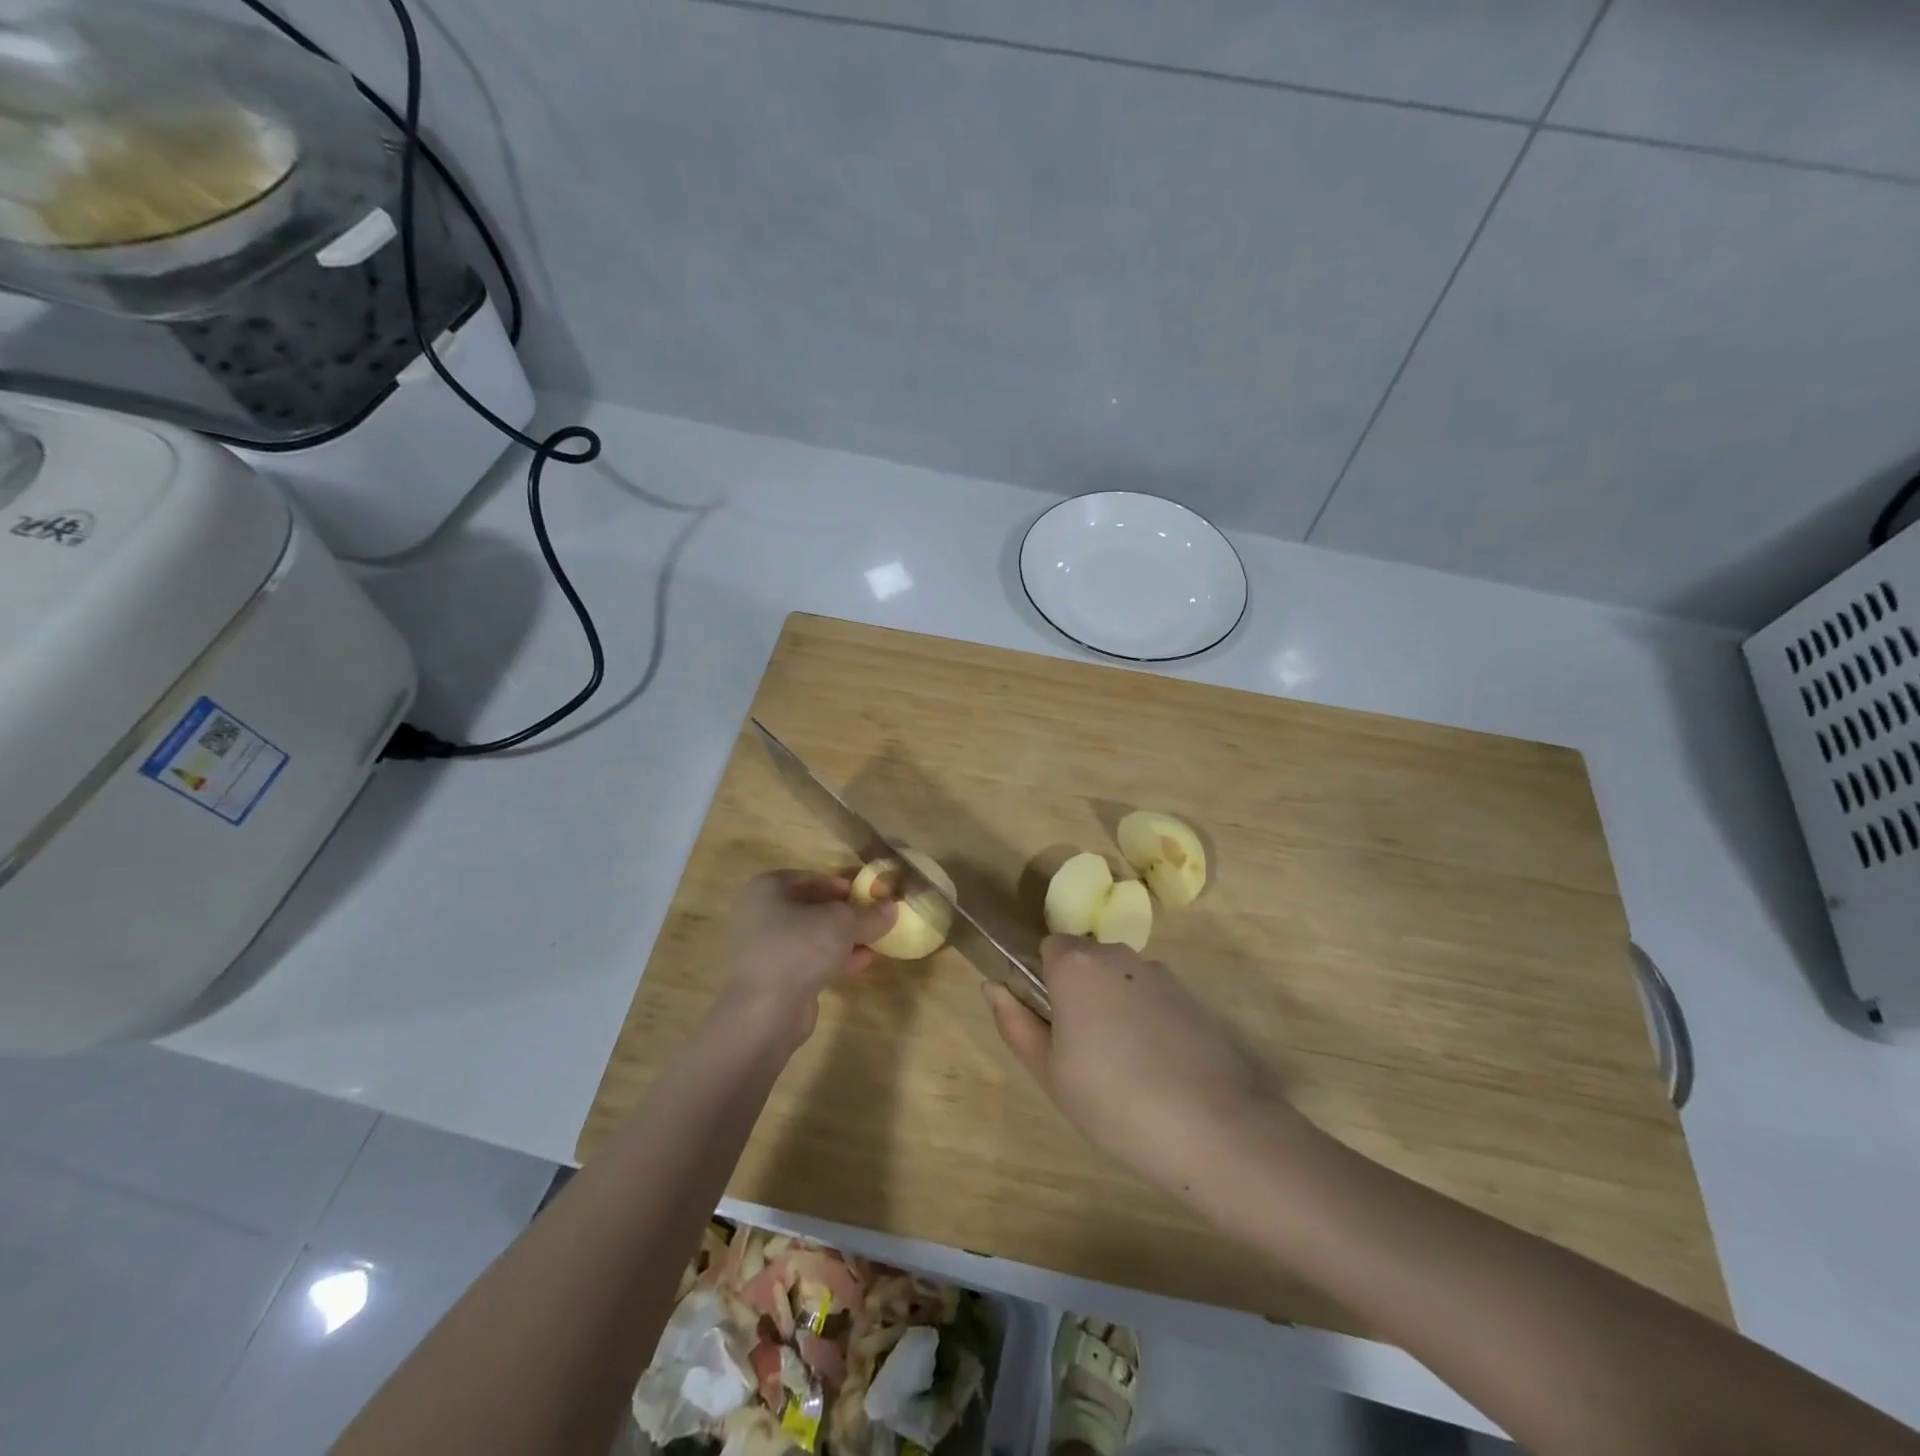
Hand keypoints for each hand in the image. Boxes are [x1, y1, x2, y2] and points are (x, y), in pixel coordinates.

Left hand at [718, 871, 895, 1039]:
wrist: (764, 1011)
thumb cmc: (799, 948)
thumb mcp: (842, 923)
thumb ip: (868, 915)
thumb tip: (892, 908)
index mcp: (767, 889)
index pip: (808, 878)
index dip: (838, 884)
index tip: (865, 894)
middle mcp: (761, 916)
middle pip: (810, 908)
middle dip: (843, 914)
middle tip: (872, 917)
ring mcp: (765, 950)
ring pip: (811, 937)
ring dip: (842, 939)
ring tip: (875, 940)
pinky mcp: (774, 980)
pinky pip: (808, 962)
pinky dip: (834, 959)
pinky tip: (864, 962)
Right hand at [986, 935, 1277, 1197]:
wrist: (1211, 1127)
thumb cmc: (1112, 1100)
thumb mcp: (1049, 1071)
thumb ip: (1015, 1023)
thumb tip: (992, 987)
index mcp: (1076, 965)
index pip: (1050, 948)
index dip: (1046, 982)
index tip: (1052, 1023)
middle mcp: (1118, 955)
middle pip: (1086, 960)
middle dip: (1079, 993)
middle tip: (1082, 1052)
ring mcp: (1161, 974)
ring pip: (1120, 980)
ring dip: (1113, 1006)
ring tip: (1124, 1067)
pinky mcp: (1192, 997)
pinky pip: (1152, 998)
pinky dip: (1147, 1020)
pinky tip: (1157, 1068)